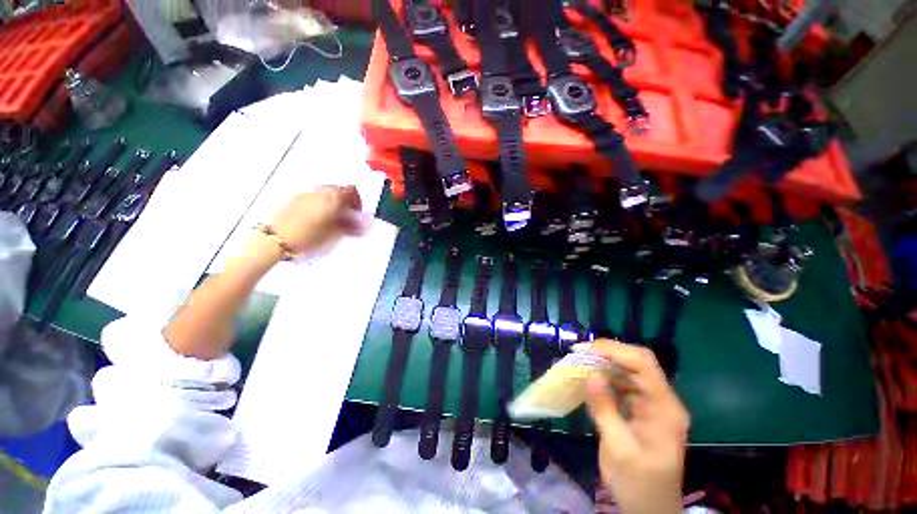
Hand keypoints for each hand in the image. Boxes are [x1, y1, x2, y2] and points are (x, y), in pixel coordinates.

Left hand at [270, 186, 363, 255]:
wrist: (276, 240)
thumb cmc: (305, 238)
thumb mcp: (334, 235)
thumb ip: (349, 227)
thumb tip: (360, 225)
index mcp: (331, 199)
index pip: (351, 191)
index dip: (357, 201)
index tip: (358, 211)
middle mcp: (319, 193)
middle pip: (339, 191)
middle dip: (346, 202)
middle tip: (349, 216)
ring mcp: (306, 195)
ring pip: (327, 194)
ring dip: (334, 204)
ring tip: (335, 220)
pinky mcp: (296, 200)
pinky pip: (315, 198)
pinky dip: (323, 205)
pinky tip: (322, 218)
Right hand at [581, 340, 688, 513]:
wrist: (649, 509)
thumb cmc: (639, 484)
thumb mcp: (619, 450)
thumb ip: (606, 410)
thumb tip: (591, 374)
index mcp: (664, 408)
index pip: (643, 364)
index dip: (614, 351)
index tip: (585, 350)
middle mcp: (660, 400)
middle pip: (636, 363)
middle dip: (606, 354)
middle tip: (578, 353)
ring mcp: (650, 405)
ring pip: (627, 372)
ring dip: (603, 364)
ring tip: (578, 363)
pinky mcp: (639, 410)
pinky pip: (620, 385)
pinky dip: (603, 378)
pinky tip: (587, 379)